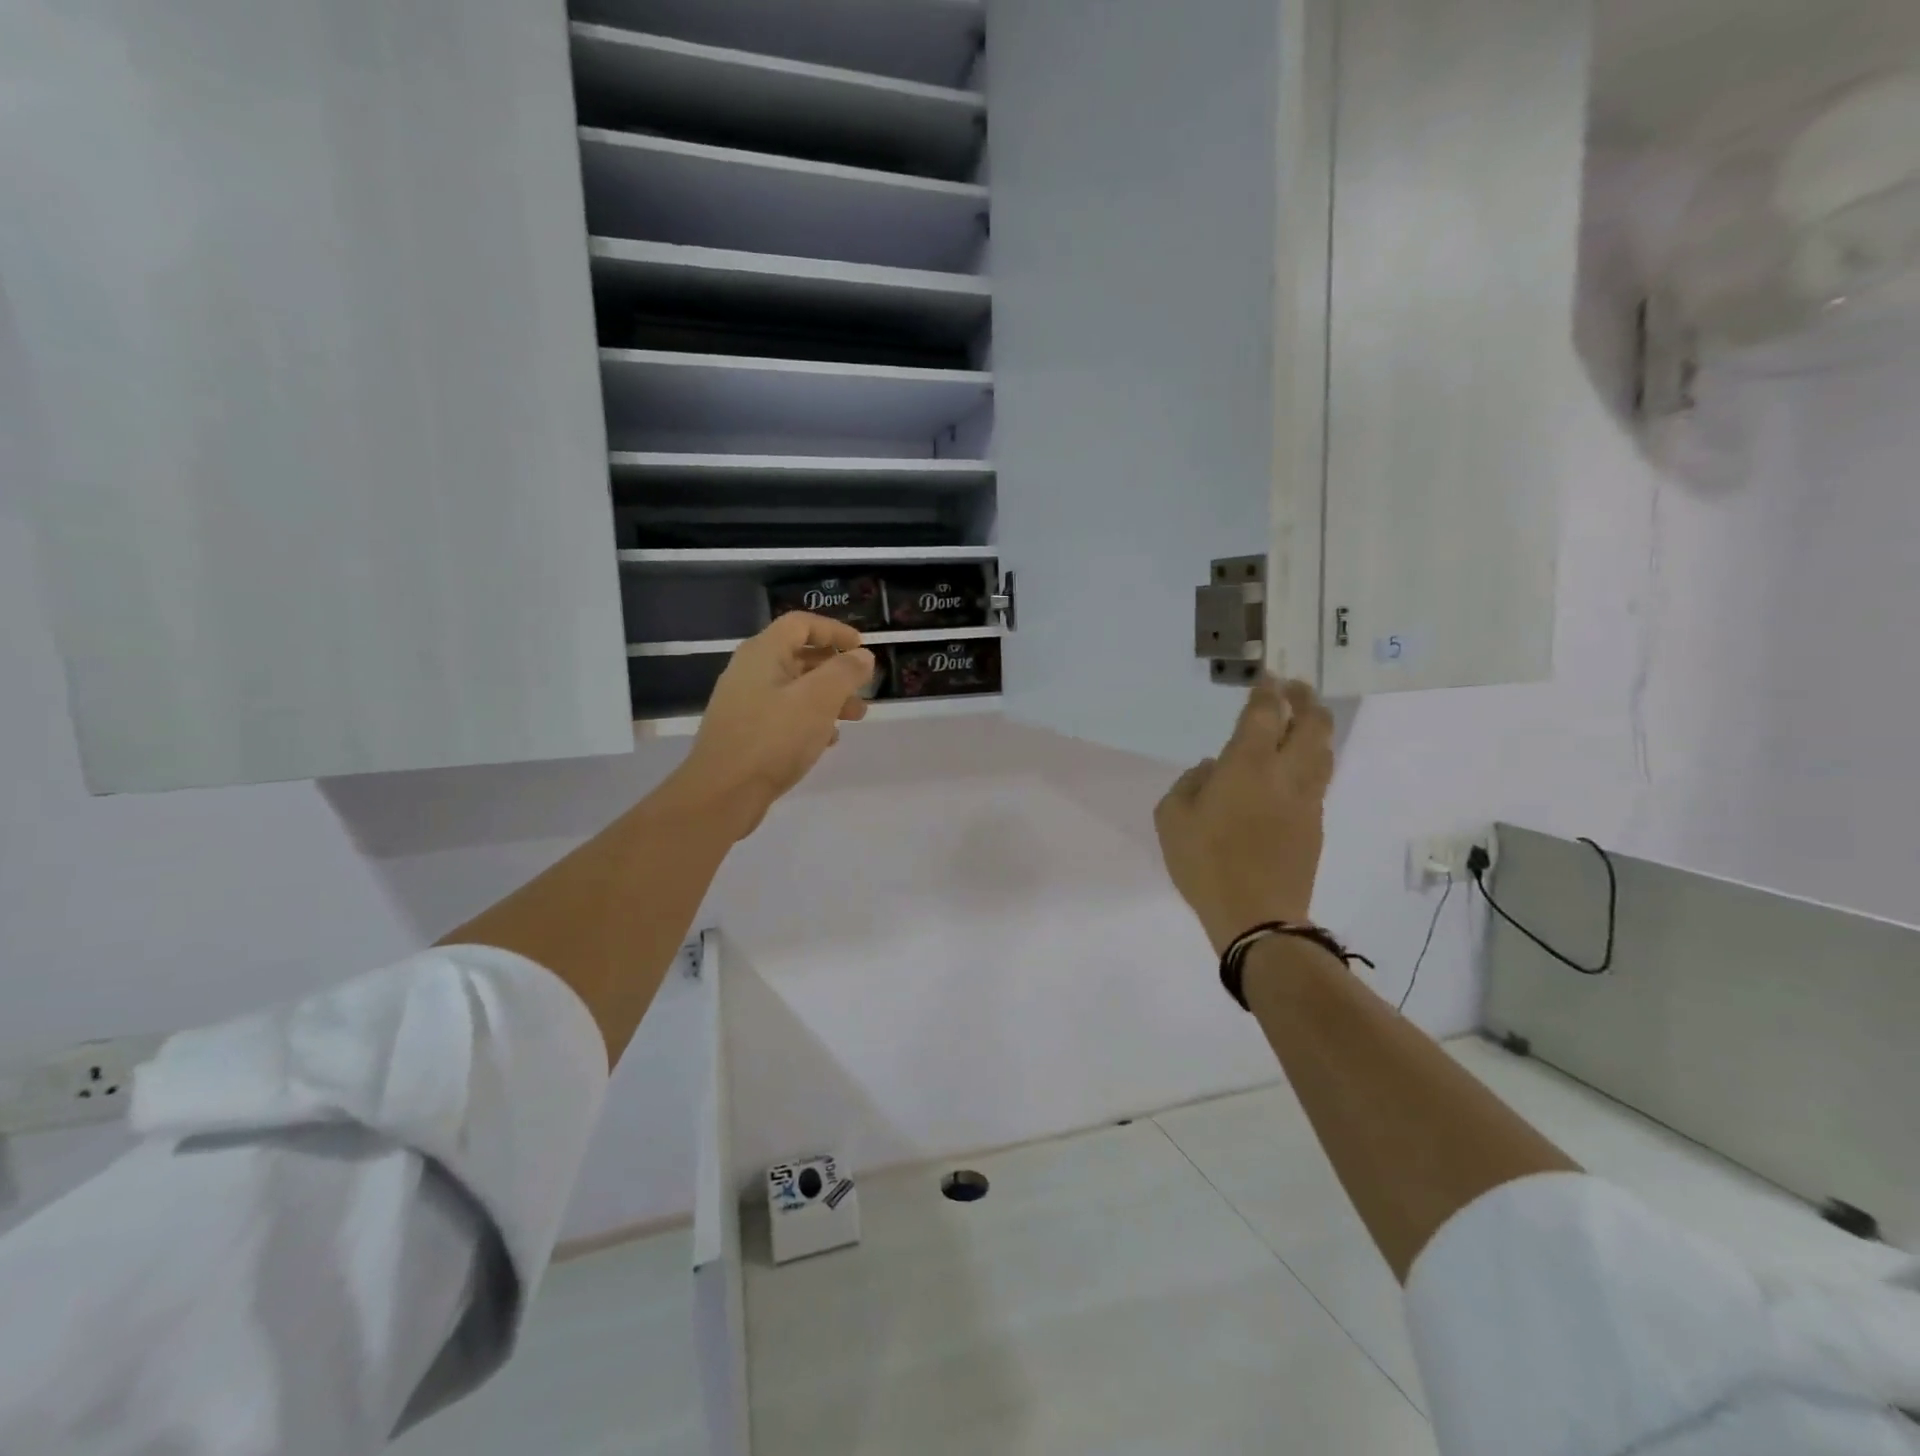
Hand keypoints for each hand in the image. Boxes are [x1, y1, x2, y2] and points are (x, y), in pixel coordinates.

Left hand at [671, 614, 874, 839]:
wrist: (722, 793)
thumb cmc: (773, 738)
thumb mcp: (818, 700)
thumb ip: (845, 672)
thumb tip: (862, 656)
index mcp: (763, 653)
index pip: (801, 624)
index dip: (835, 631)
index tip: (862, 648)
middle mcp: (750, 671)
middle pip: (799, 655)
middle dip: (836, 669)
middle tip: (863, 687)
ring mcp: (744, 702)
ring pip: (794, 688)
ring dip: (828, 697)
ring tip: (855, 717)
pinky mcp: (745, 732)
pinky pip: (784, 714)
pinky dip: (810, 719)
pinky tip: (827, 740)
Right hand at [1153, 673, 1335, 953]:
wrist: (1256, 916)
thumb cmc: (1205, 862)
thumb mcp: (1172, 818)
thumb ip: (1190, 783)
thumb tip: (1212, 769)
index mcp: (1248, 765)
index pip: (1265, 713)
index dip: (1268, 690)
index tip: (1268, 677)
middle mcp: (1285, 773)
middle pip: (1312, 724)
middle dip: (1305, 699)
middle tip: (1295, 688)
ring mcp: (1307, 800)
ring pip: (1324, 751)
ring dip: (1317, 728)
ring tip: (1305, 720)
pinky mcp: (1315, 825)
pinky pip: (1319, 780)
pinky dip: (1313, 761)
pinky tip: (1297, 767)